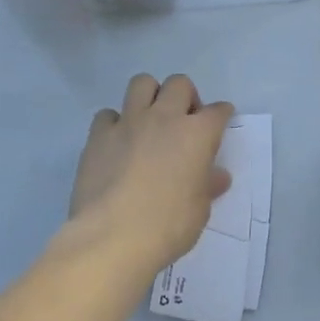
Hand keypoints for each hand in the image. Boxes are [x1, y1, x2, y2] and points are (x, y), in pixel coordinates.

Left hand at [68, 73, 234, 272]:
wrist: (113, 237)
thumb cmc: (168, 226)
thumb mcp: (199, 210)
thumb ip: (207, 186)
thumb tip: (216, 176)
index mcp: (197, 134)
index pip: (217, 111)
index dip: (221, 114)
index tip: (220, 121)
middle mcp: (164, 118)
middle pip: (179, 83)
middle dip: (185, 96)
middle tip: (183, 121)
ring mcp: (129, 122)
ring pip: (142, 83)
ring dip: (150, 96)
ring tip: (150, 119)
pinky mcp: (98, 135)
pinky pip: (107, 114)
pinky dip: (114, 123)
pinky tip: (116, 142)